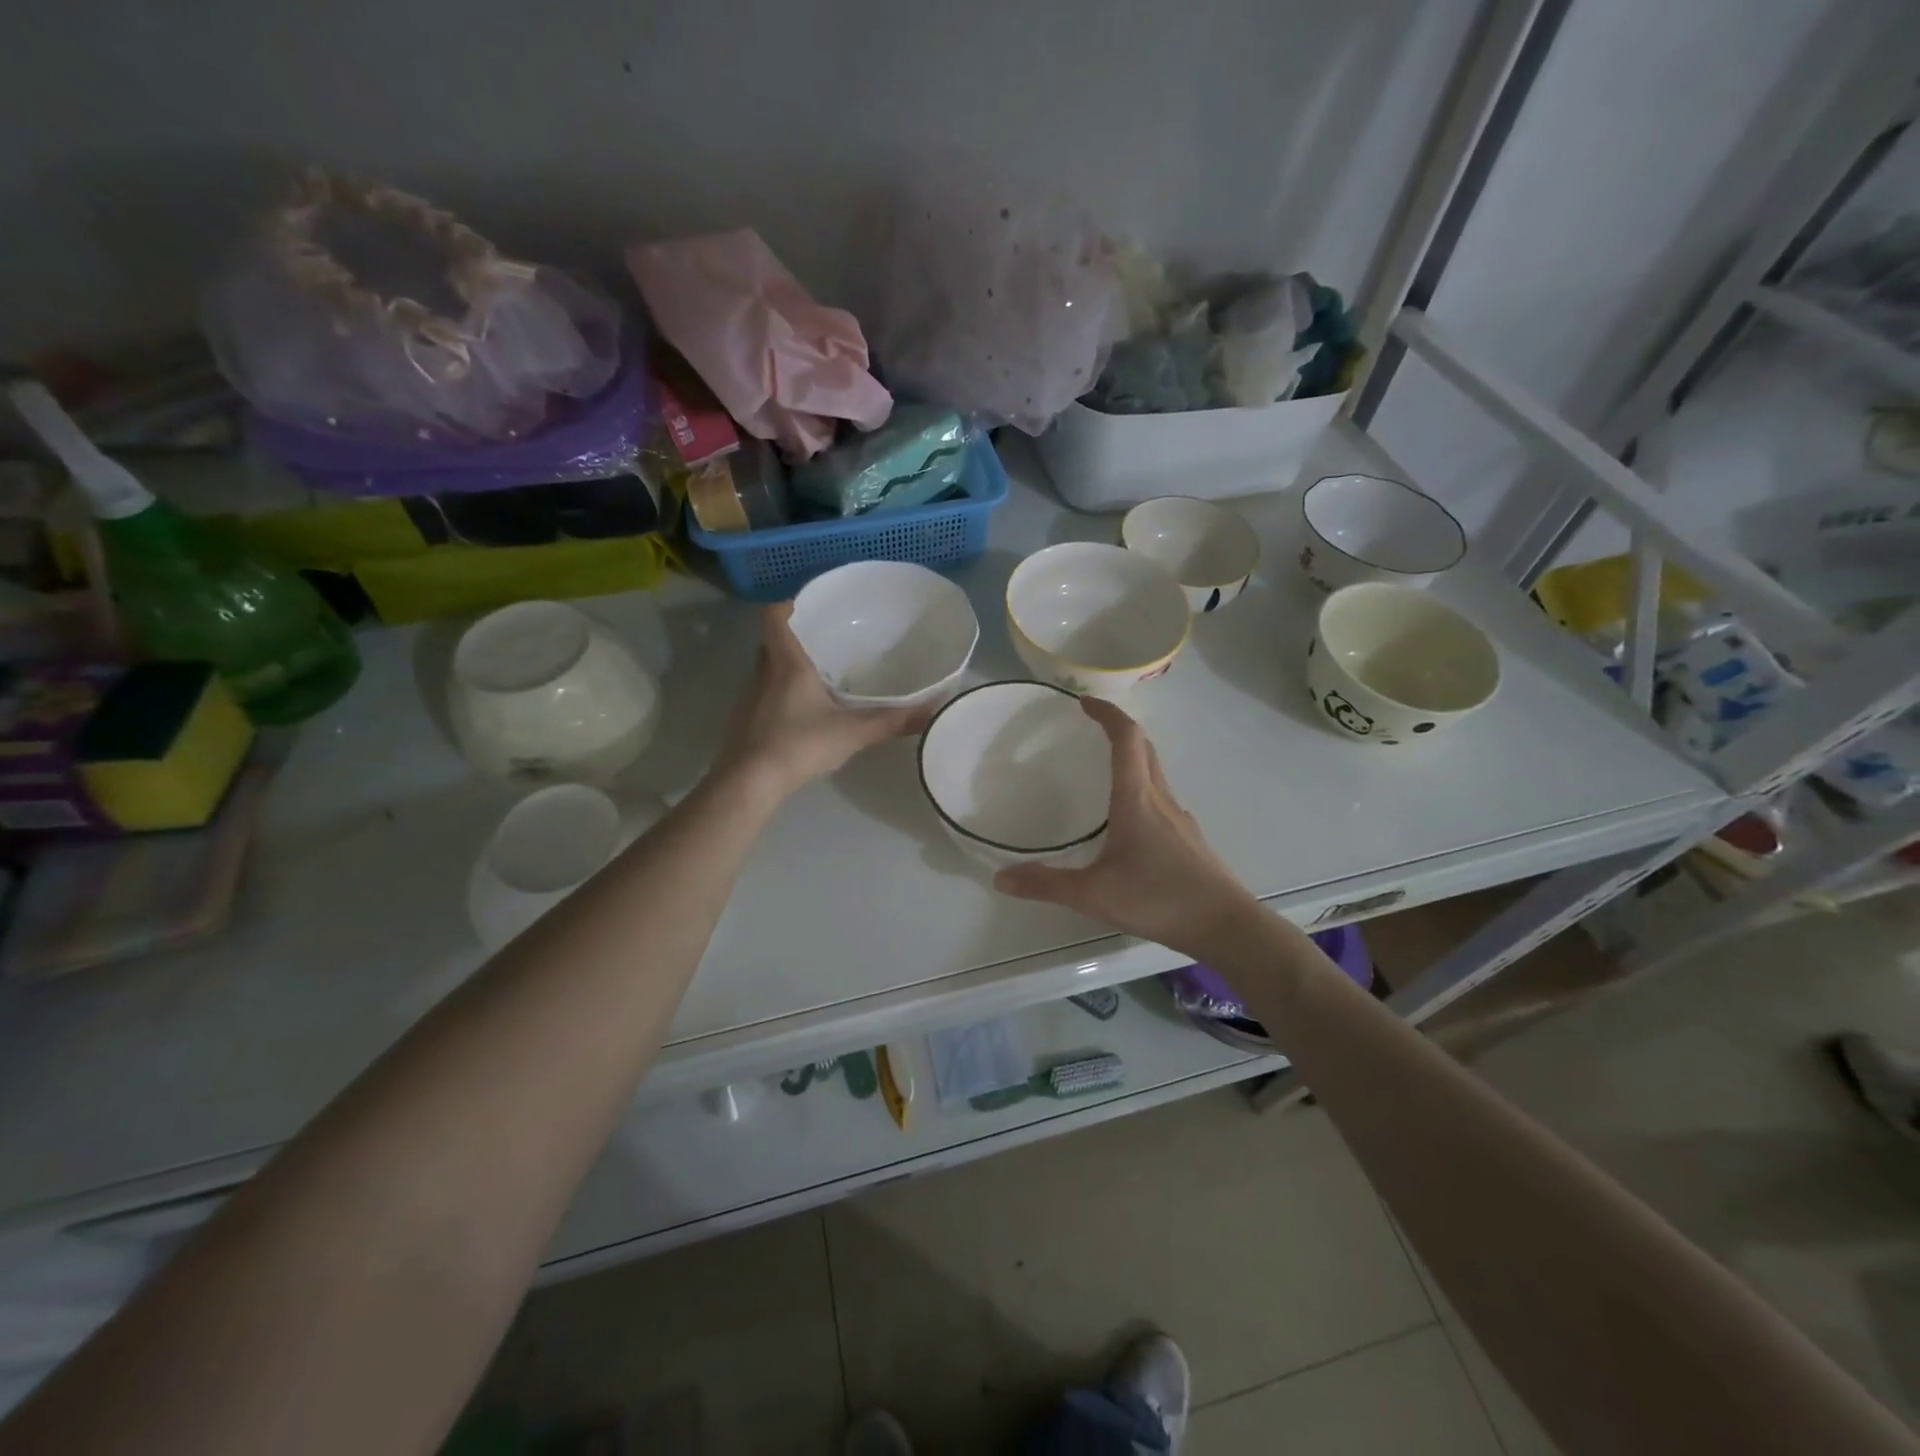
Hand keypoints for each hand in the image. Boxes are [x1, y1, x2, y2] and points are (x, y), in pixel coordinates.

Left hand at [715, 603, 928, 801]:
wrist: (749, 782)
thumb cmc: (798, 744)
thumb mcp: (852, 732)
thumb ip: (890, 721)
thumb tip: (931, 711)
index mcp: (786, 663)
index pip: (774, 615)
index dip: (787, 603)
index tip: (808, 604)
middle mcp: (762, 673)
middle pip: (772, 643)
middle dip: (794, 639)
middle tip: (823, 643)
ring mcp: (748, 698)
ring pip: (767, 671)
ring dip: (787, 670)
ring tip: (818, 678)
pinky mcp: (743, 722)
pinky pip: (763, 697)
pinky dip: (780, 698)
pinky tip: (801, 716)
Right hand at [993, 697, 1259, 957]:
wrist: (1226, 926)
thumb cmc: (1159, 899)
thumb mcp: (1094, 894)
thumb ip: (1046, 884)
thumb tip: (1000, 877)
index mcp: (1137, 799)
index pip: (1126, 738)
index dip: (1107, 713)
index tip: (1084, 703)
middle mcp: (1161, 799)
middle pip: (1144, 749)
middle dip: (1119, 730)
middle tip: (1090, 729)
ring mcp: (1180, 819)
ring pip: (1155, 774)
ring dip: (1132, 759)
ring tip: (1104, 771)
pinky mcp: (1189, 840)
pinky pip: (1161, 799)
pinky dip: (1141, 790)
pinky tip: (1129, 823)